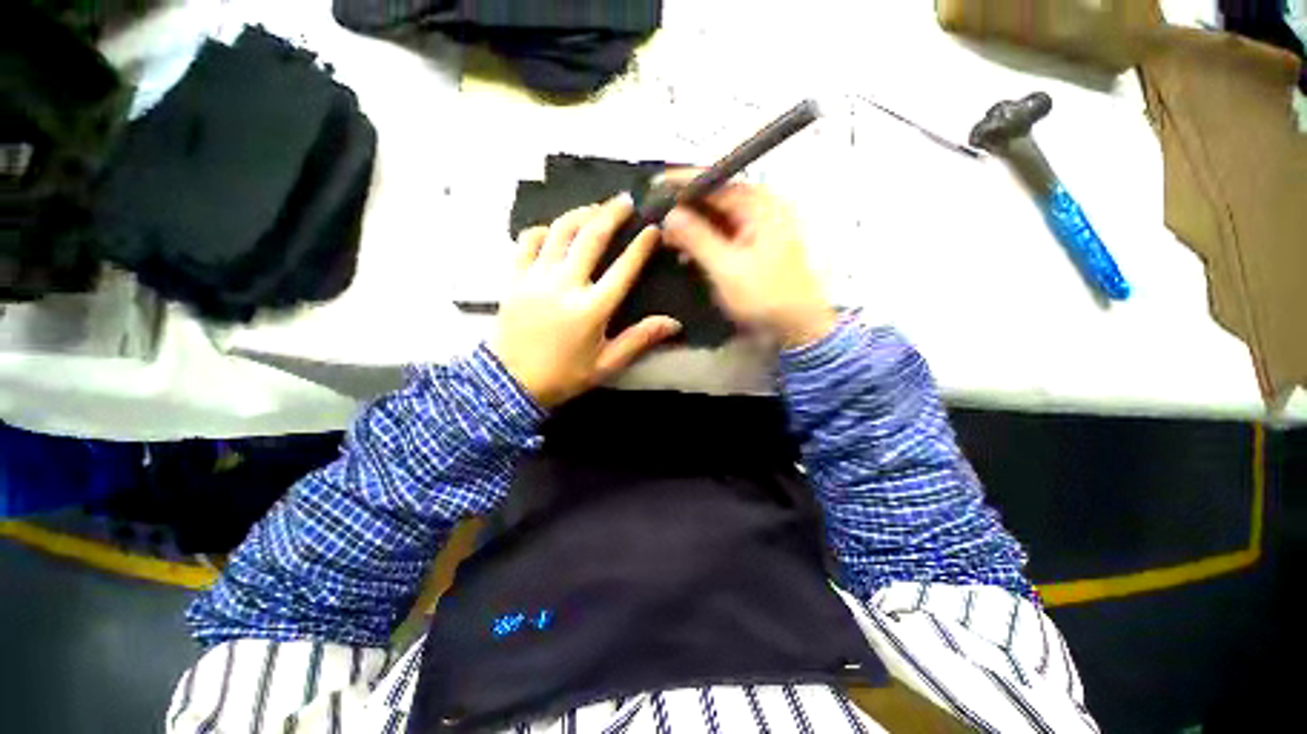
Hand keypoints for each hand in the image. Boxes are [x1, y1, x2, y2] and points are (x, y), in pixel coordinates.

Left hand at [491, 194, 681, 408]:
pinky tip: (554, 231)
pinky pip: (526, 241)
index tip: (653, 229)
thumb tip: (674, 323)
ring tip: (595, 208)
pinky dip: (543, 230)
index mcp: (591, 309)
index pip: (623, 269)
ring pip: (559, 231)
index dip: (641, 246)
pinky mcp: (513, 278)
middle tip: (625, 200)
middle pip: (591, 237)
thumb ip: (639, 339)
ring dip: (580, 214)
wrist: (509, 383)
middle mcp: (564, 285)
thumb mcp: (606, 364)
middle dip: (611, 214)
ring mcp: (535, 278)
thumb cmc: (563, 375)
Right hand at [658, 174, 836, 348]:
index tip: (656, 187)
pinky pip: (726, 236)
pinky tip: (688, 254)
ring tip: (668, 239)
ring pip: (719, 219)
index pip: (716, 182)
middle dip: (686, 209)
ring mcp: (760, 229)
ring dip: (694, 228)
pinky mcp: (756, 248)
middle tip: (658, 219)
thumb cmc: (765, 296)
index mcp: (761, 206)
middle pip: (717, 199)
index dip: (683, 183)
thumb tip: (671, 214)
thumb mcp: (726, 268)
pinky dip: (706, 242)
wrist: (798, 326)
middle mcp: (762, 210)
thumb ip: (697, 238)